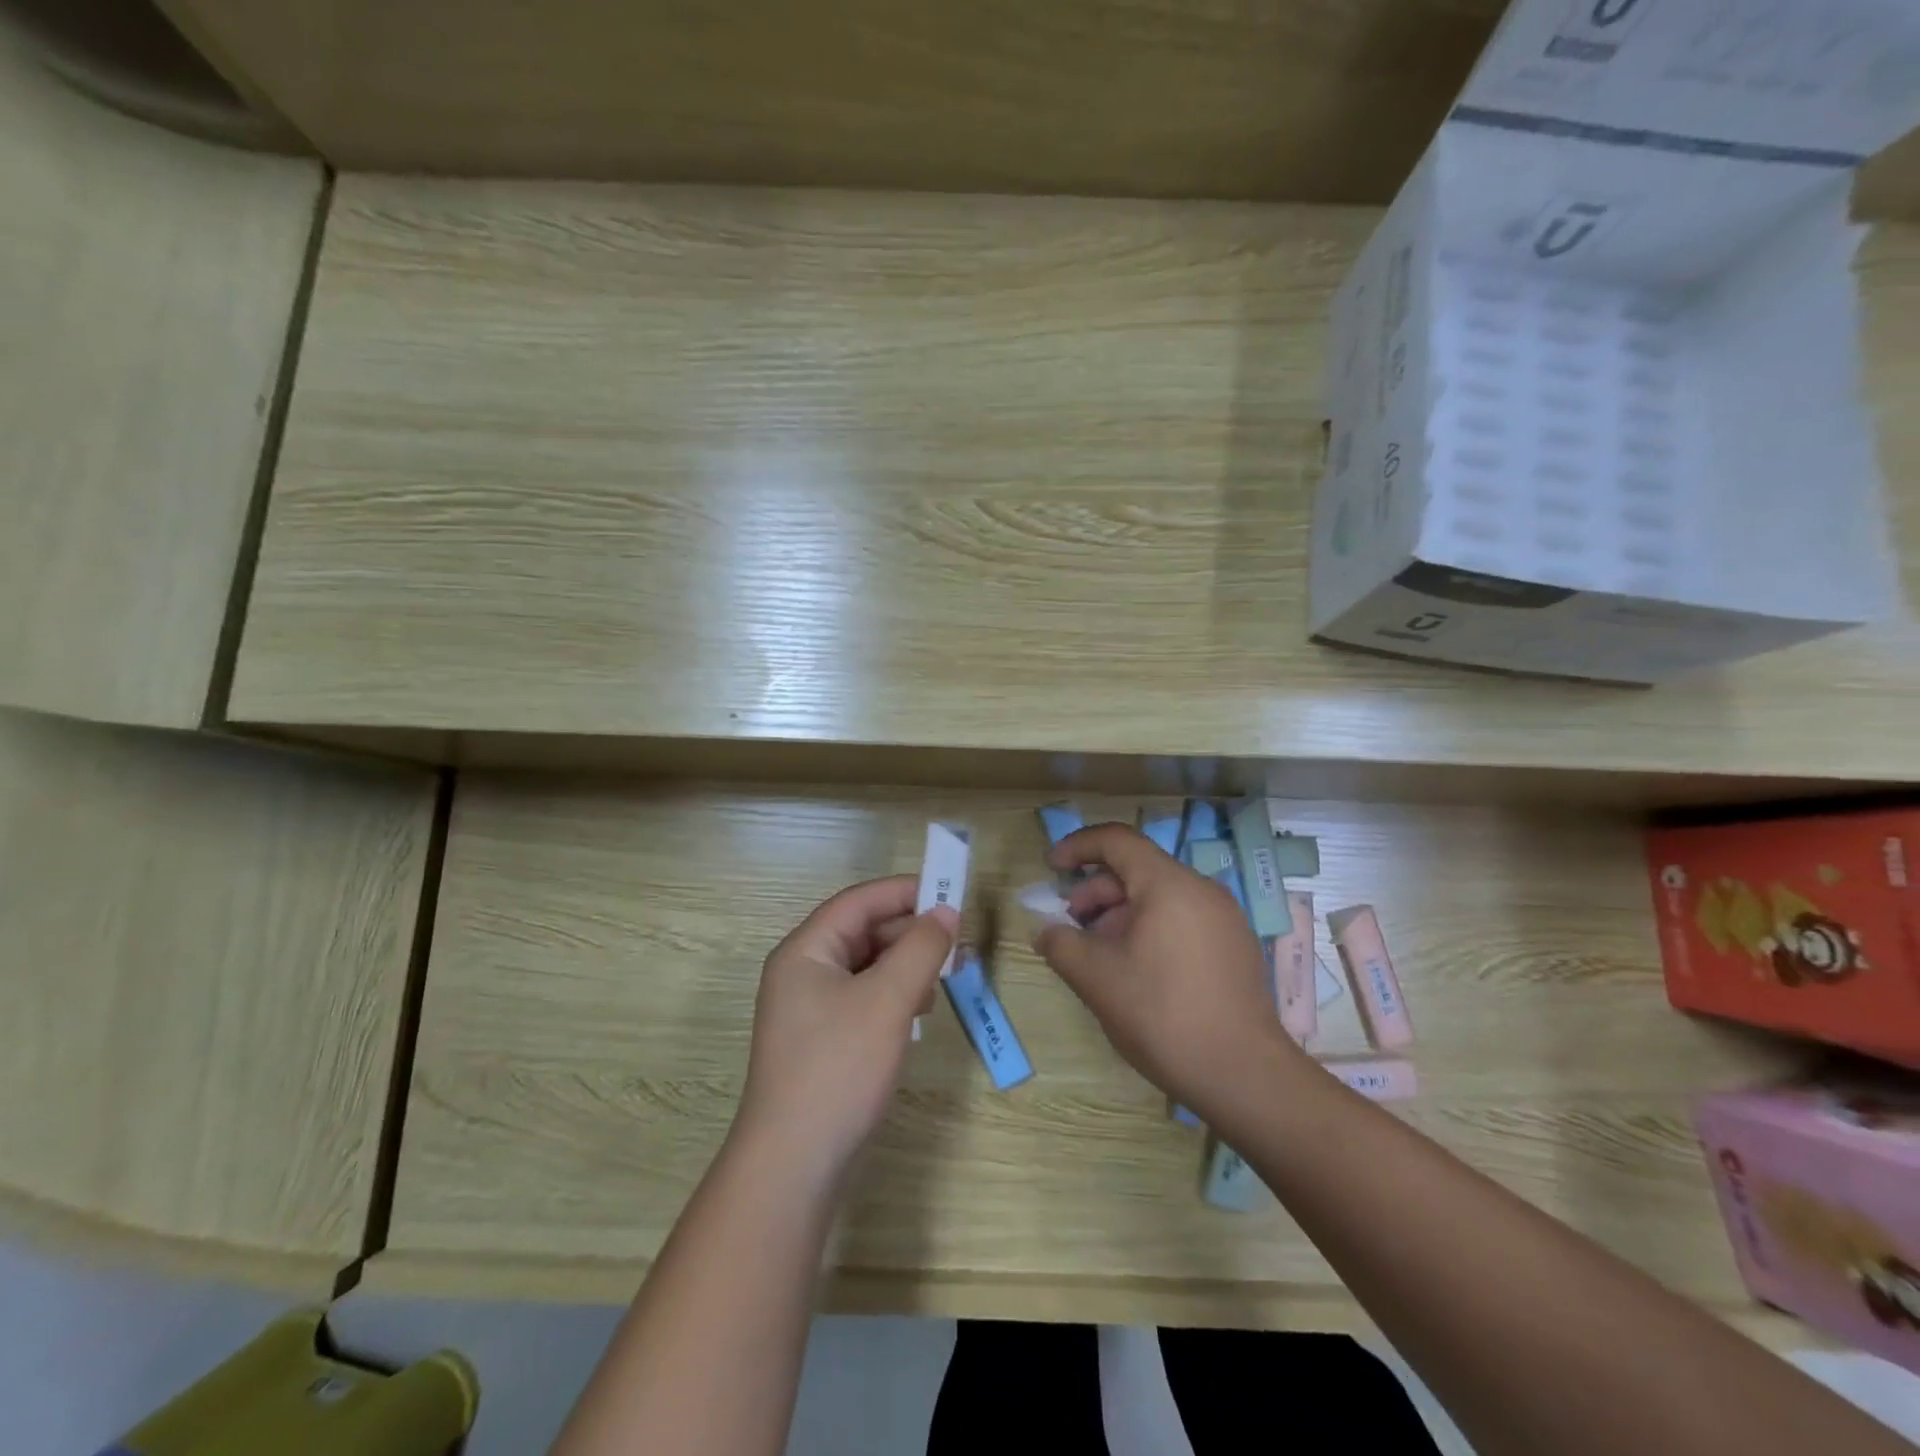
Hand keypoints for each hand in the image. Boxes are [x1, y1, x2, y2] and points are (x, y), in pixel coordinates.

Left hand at [735, 875, 958, 1181]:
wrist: (794, 1166)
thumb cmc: (838, 1068)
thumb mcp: (887, 1000)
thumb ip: (920, 949)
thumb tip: (946, 912)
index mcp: (806, 950)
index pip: (860, 901)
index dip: (905, 892)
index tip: (952, 894)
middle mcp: (804, 972)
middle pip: (864, 931)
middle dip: (911, 932)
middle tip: (959, 943)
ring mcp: (811, 1009)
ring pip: (868, 966)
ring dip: (907, 964)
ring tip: (946, 976)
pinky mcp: (824, 1041)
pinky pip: (865, 998)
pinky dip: (895, 994)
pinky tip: (920, 1011)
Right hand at [1035, 823, 1299, 1116]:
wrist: (1244, 1076)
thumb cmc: (1162, 1015)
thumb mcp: (1097, 979)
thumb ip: (1061, 944)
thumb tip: (1046, 931)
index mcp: (1169, 884)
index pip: (1117, 840)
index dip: (1078, 847)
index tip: (1051, 868)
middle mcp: (1202, 889)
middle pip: (1137, 870)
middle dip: (1095, 891)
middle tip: (1070, 925)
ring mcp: (1224, 918)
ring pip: (1160, 897)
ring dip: (1120, 914)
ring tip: (1099, 954)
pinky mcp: (1235, 946)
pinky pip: (1182, 919)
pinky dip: (1149, 929)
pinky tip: (1136, 970)